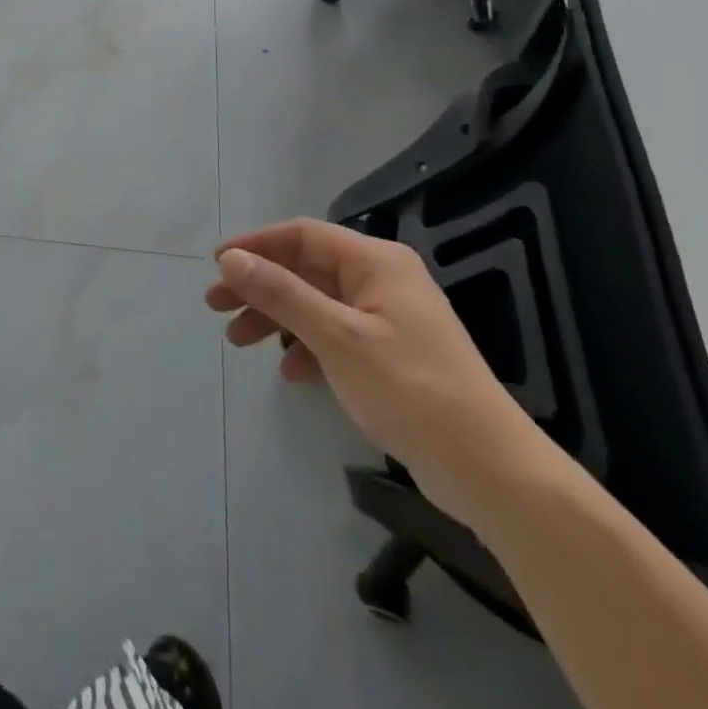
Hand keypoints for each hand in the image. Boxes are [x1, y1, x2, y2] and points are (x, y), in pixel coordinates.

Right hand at [206, 219, 549, 527]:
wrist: (492, 473)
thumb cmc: (412, 391)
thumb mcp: (337, 338)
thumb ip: (281, 293)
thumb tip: (231, 259)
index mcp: (375, 262)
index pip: (302, 235)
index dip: (255, 244)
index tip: (216, 265)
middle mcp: (381, 280)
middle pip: (304, 268)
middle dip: (258, 285)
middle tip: (215, 305)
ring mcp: (387, 318)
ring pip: (315, 302)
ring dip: (275, 317)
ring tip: (237, 340)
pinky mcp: (390, 353)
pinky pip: (334, 334)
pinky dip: (305, 346)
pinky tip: (288, 371)